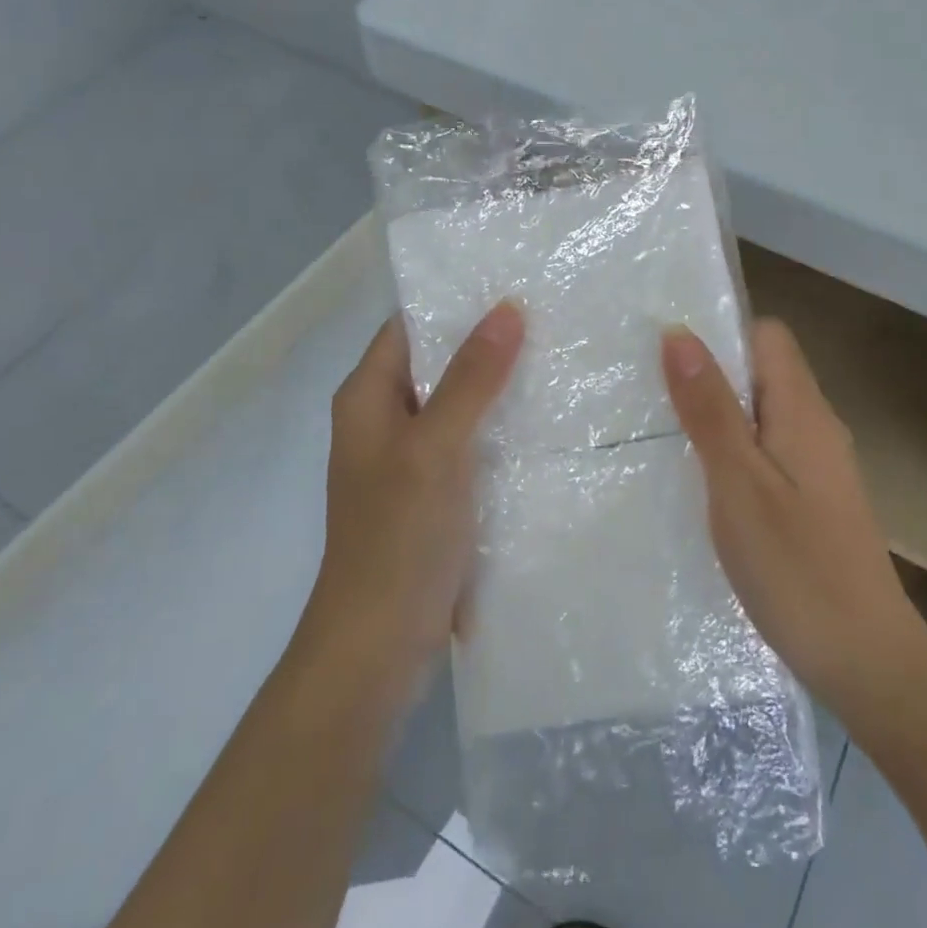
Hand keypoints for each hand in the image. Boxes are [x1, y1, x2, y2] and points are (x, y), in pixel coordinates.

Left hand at [297, 303, 523, 695]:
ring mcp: (409, 460)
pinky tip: (546, 420)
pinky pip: (469, 444)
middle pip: (437, 363)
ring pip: (458, 404)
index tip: (512, 281)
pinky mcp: (433, 494)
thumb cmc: (398, 537)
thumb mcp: (437, 447)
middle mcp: (385, 420)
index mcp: (367, 398)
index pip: (410, 326)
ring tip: (558, 357)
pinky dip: (499, 428)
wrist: (378, 647)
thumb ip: (472, 378)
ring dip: (498, 386)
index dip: (454, 301)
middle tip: (550, 314)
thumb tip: (508, 309)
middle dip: (486, 342)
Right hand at [662, 319, 926, 719]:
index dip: (722, 333)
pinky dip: (734, 454)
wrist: (867, 663)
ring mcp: (819, 467)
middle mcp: (817, 427)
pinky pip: (768, 452)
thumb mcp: (738, 482)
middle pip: (763, 372)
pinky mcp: (814, 501)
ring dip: (719, 417)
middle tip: (652, 396)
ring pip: (763, 415)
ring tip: (664, 437)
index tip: (669, 354)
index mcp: (802, 410)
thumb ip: (710, 407)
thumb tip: (679, 332)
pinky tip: (703, 486)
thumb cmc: (796, 567)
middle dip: (710, 375)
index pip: (767, 335)